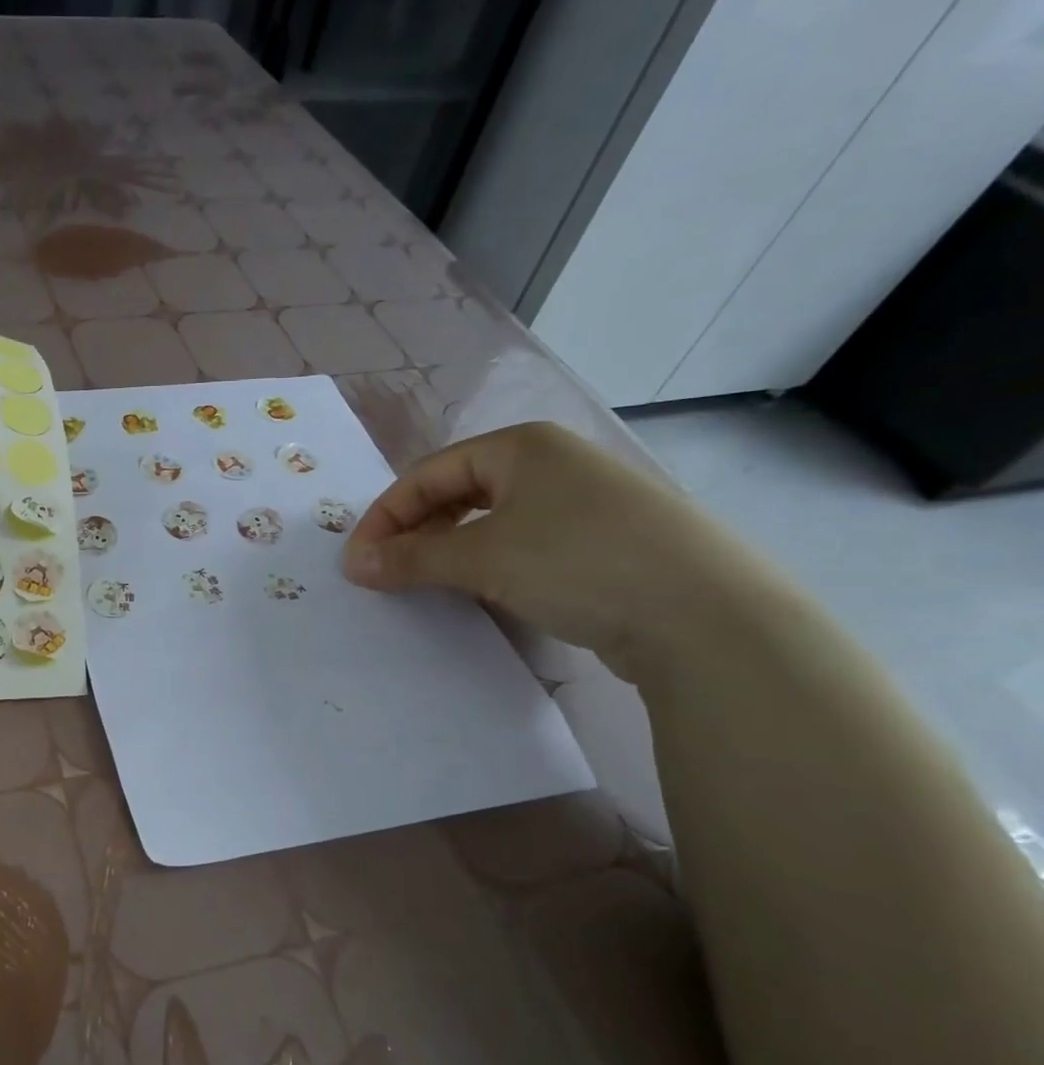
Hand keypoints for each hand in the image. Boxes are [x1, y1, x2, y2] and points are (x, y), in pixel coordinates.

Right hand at [340, 421, 769, 678]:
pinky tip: (488, 592)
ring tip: (430, 583)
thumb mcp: (482, 557)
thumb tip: (355, 566)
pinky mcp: (611, 545)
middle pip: (461, 492)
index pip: (429, 473)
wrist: (709, 618)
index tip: (358, 561)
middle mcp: (556, 464)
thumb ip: (411, 557)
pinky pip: (529, 545)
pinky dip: (494, 565)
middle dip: (417, 531)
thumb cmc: (578, 562)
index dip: (385, 516)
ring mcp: (588, 504)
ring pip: (495, 520)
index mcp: (523, 446)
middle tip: (388, 571)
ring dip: (452, 550)